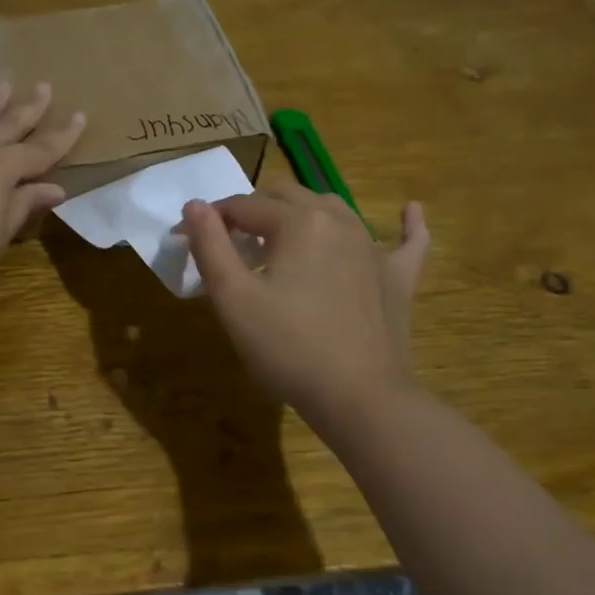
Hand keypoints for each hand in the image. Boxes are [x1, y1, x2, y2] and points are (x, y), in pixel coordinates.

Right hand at [181, 187, 429, 426]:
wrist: (359, 397)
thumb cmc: (287, 347)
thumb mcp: (233, 298)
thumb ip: (210, 245)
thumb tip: (195, 205)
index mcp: (296, 222)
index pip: (242, 206)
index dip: (209, 219)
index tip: (184, 238)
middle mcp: (337, 220)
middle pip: (286, 197)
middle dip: (251, 209)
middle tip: (228, 241)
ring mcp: (373, 247)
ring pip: (333, 208)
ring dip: (301, 211)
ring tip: (280, 233)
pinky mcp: (397, 278)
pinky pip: (408, 241)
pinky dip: (405, 224)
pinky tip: (410, 210)